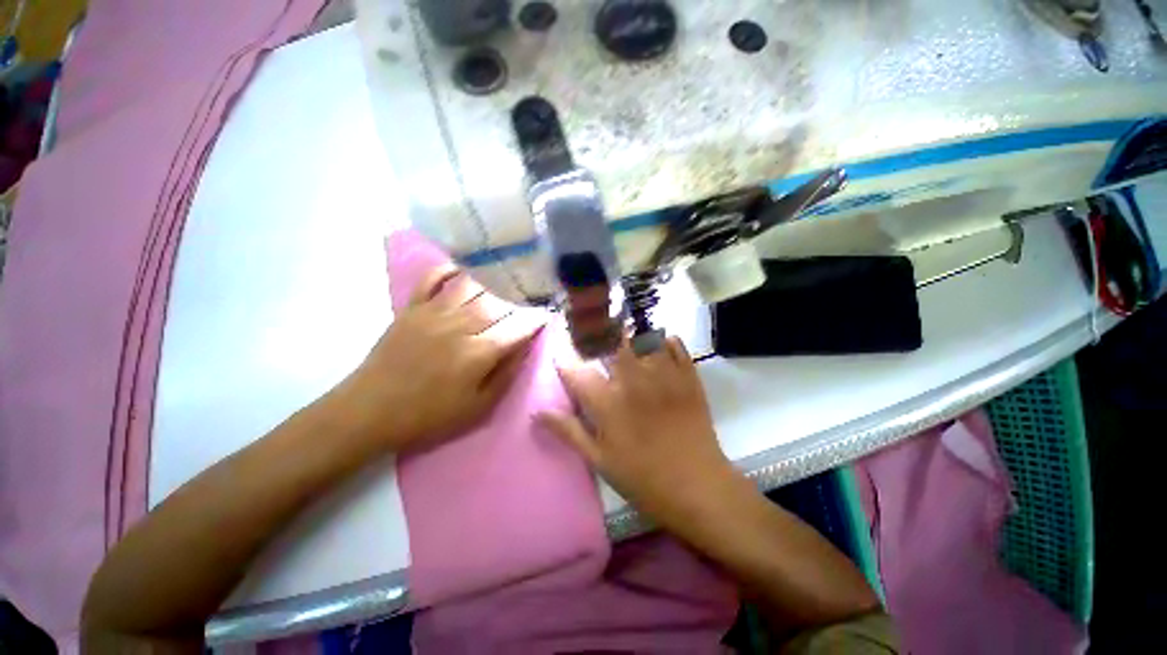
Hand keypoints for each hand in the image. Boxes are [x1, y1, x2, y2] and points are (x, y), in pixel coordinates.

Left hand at [335, 265, 543, 451]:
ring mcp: (434, 313)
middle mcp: (461, 326)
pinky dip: (449, 269)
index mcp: (479, 352)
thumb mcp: (477, 408)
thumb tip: (525, 348)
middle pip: (499, 303)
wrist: (370, 411)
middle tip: (532, 293)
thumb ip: (506, 375)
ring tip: (507, 279)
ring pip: (472, 287)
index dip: (535, 319)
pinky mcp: (412, 309)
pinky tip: (463, 268)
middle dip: (520, 298)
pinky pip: (432, 279)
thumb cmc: (429, 416)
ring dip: (493, 281)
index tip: (547, 314)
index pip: (517, 328)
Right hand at [537, 337, 739, 536]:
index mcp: (608, 403)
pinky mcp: (688, 376)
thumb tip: (537, 413)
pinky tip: (659, 343)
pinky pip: (675, 345)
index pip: (577, 372)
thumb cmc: (643, 478)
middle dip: (599, 333)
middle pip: (610, 341)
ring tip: (625, 333)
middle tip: (594, 333)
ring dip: (630, 332)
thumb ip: (568, 431)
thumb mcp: (599, 460)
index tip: (561, 355)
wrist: (698, 486)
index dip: (565, 361)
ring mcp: (663, 375)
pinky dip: (664, 339)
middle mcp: (633, 380)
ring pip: (642, 336)